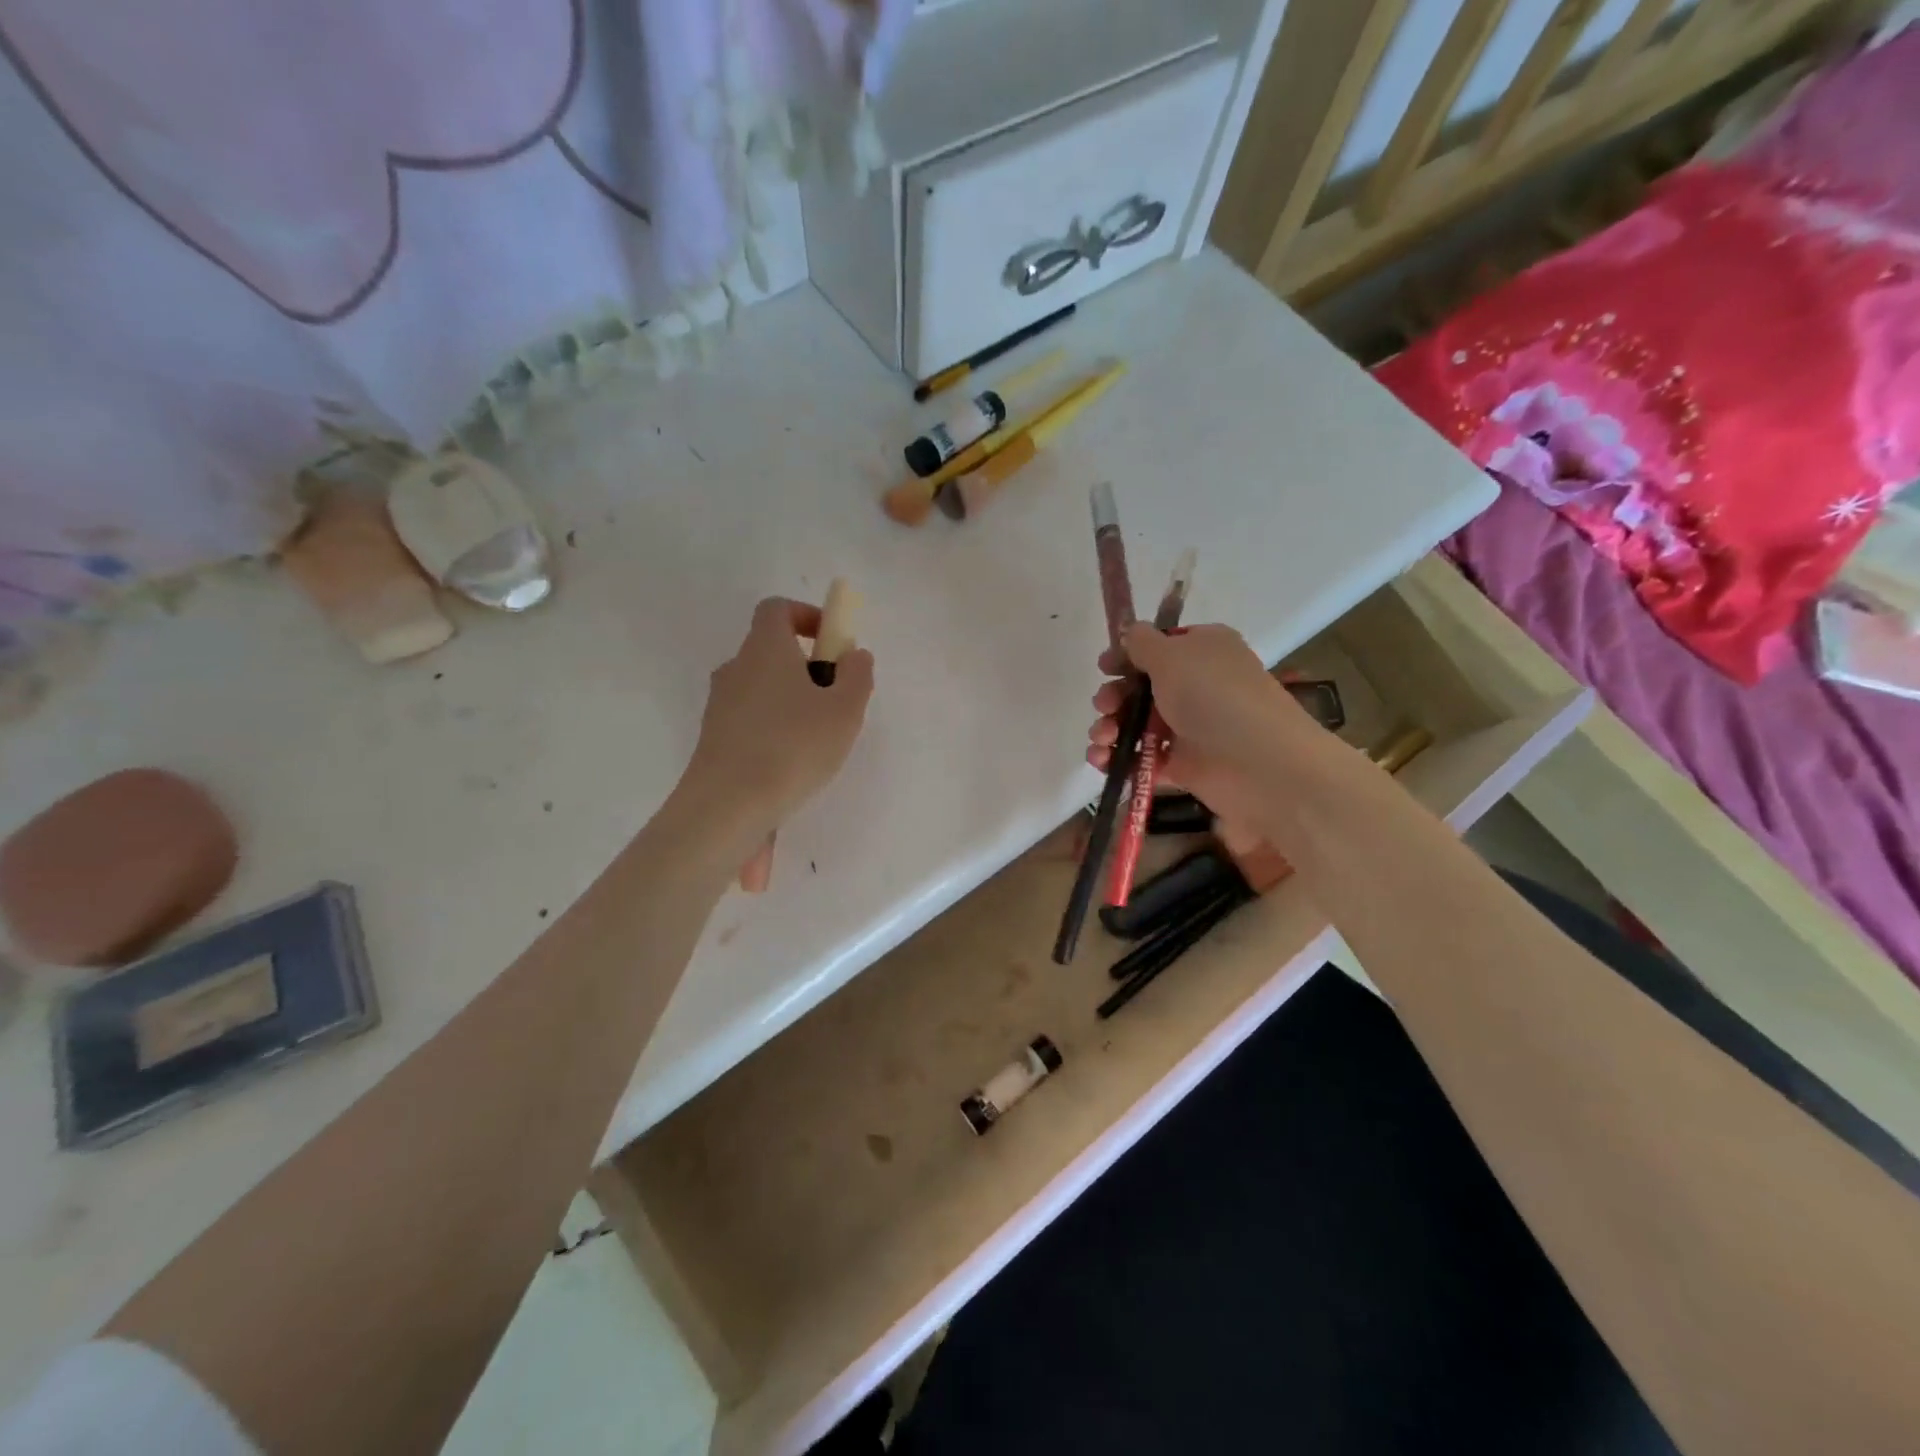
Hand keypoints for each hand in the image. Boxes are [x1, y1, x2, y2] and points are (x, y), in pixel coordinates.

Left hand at [680, 598, 874, 849]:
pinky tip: (792, 767)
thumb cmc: (794, 746)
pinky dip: (773, 732)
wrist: (728, 805)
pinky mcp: (714, 739)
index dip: (806, 616)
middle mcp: (736, 668)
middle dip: (806, 668)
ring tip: (819, 742)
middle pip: (771, 652)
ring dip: (791, 703)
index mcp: (765, 648)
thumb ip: (857, 675)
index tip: (832, 643)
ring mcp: (719, 705)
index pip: (777, 609)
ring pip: (762, 690)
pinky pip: (751, 723)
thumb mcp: (845, 710)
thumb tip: (854, 654)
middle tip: (836, 701)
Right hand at [1087, 623, 1303, 834]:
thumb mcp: (1172, 656)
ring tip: (1102, 739)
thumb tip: (1130, 631)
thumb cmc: (1213, 696)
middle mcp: (1197, 685)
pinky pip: (1142, 757)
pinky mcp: (1182, 764)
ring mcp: (1189, 727)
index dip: (1128, 655)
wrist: (1257, 763)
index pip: (1159, 646)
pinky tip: (1102, 760)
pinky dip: (1119, 758)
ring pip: (1137, 723)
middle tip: (1104, 706)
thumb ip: (1143, 642)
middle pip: (1141, 687)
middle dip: (1114, 696)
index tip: (1105, 667)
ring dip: (1110, 728)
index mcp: (1202, 650)